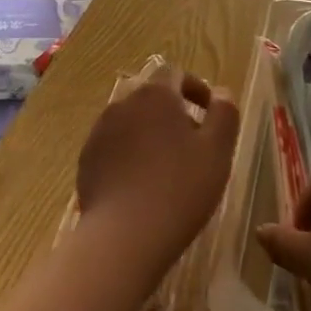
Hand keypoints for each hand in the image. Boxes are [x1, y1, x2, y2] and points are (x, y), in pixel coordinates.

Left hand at [76, 64, 239, 290]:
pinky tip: (141, 185)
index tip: (210, 113)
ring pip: (132, 122)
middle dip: (173, 113)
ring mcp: (100, 131)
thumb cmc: (180, 188)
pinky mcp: (86, 159)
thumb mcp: (217, 151)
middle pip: (152, 98)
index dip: (195, 88)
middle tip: (193, 144)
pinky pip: (114, 147)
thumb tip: (222, 92)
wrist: (124, 236)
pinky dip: (130, 155)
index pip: (176, 74)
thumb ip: (224, 114)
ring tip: (168, 167)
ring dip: (150, 134)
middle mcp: (123, 104)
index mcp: (156, 95)